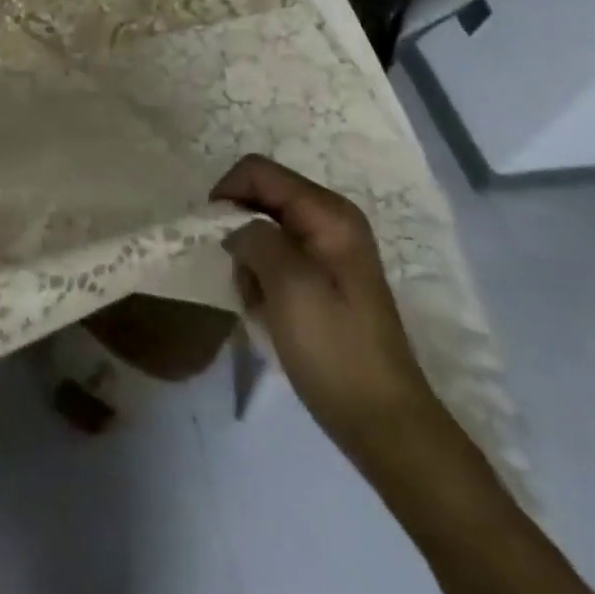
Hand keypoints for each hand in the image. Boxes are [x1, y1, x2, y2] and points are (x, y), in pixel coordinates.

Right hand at [213, 155, 447, 469]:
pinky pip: (277, 256)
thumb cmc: (334, 349)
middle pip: (262, 196)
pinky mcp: (325, 278)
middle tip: (237, 274)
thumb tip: (235, 227)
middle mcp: (331, 220)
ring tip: (255, 300)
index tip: (212, 236)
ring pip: (264, 228)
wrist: (382, 422)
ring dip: (248, 259)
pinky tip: (266, 310)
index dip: (227, 193)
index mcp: (328, 212)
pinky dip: (262, 276)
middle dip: (239, 230)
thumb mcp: (288, 285)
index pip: (258, 171)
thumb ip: (255, 238)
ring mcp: (330, 249)